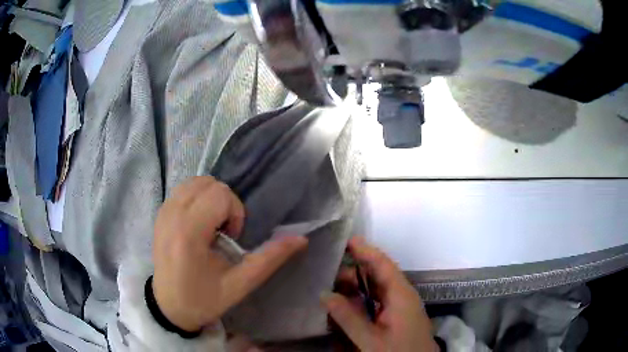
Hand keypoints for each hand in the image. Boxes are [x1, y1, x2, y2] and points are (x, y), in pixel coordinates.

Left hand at [152, 176, 307, 331]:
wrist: (169, 307)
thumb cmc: (203, 299)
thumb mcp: (240, 285)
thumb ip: (270, 259)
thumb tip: (301, 239)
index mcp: (189, 233)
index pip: (220, 194)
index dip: (235, 212)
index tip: (231, 238)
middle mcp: (172, 215)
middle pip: (209, 183)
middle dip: (225, 204)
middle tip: (223, 233)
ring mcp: (163, 211)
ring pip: (196, 181)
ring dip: (211, 198)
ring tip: (210, 227)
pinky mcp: (160, 213)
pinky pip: (184, 189)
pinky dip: (198, 198)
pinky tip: (199, 223)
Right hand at [323, 237, 436, 351]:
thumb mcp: (370, 339)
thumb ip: (348, 317)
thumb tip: (325, 294)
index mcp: (400, 295)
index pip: (382, 264)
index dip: (366, 250)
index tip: (346, 240)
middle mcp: (402, 295)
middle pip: (378, 275)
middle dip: (354, 272)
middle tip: (327, 272)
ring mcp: (401, 306)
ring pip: (377, 288)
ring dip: (356, 287)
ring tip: (332, 288)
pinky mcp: (397, 316)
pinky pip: (378, 301)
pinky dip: (362, 300)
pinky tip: (347, 305)